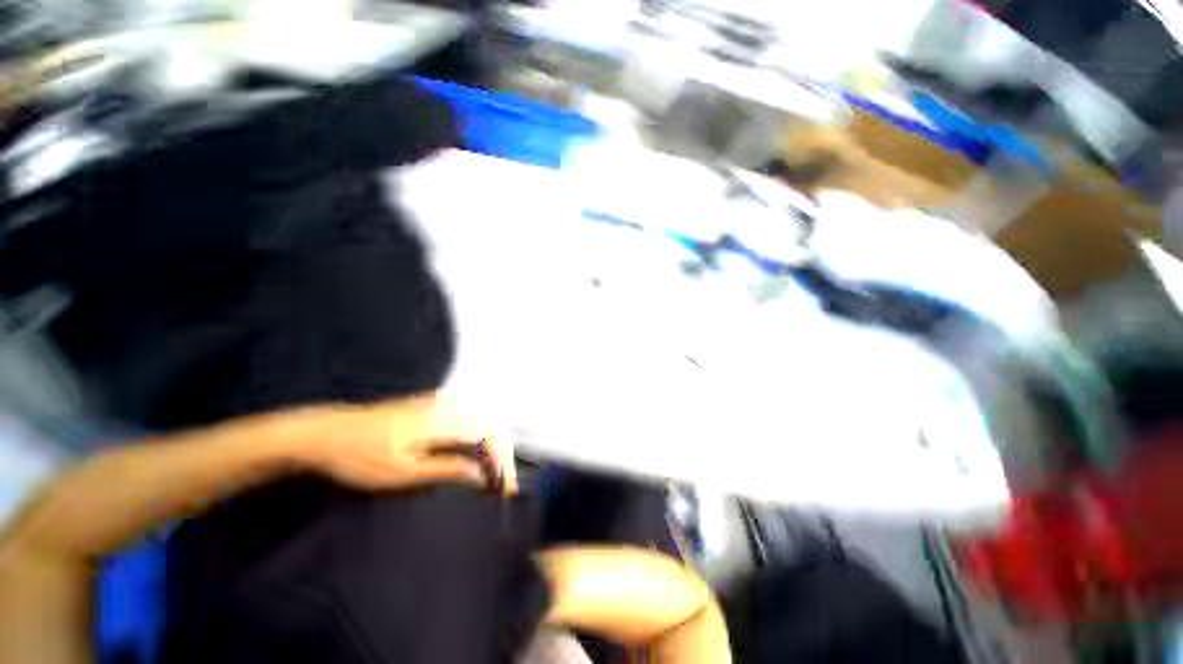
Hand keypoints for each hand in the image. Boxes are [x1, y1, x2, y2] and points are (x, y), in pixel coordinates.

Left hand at [298, 394, 516, 494]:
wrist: (328, 433)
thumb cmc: (361, 458)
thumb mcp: (402, 473)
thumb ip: (445, 469)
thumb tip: (480, 473)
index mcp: (443, 423)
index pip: (487, 438)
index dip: (501, 462)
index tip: (504, 487)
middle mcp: (447, 407)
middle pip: (490, 425)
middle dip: (502, 453)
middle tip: (502, 482)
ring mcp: (439, 402)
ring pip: (481, 417)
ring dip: (492, 442)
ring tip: (493, 469)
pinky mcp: (430, 403)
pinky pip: (467, 413)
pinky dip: (478, 431)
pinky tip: (475, 447)